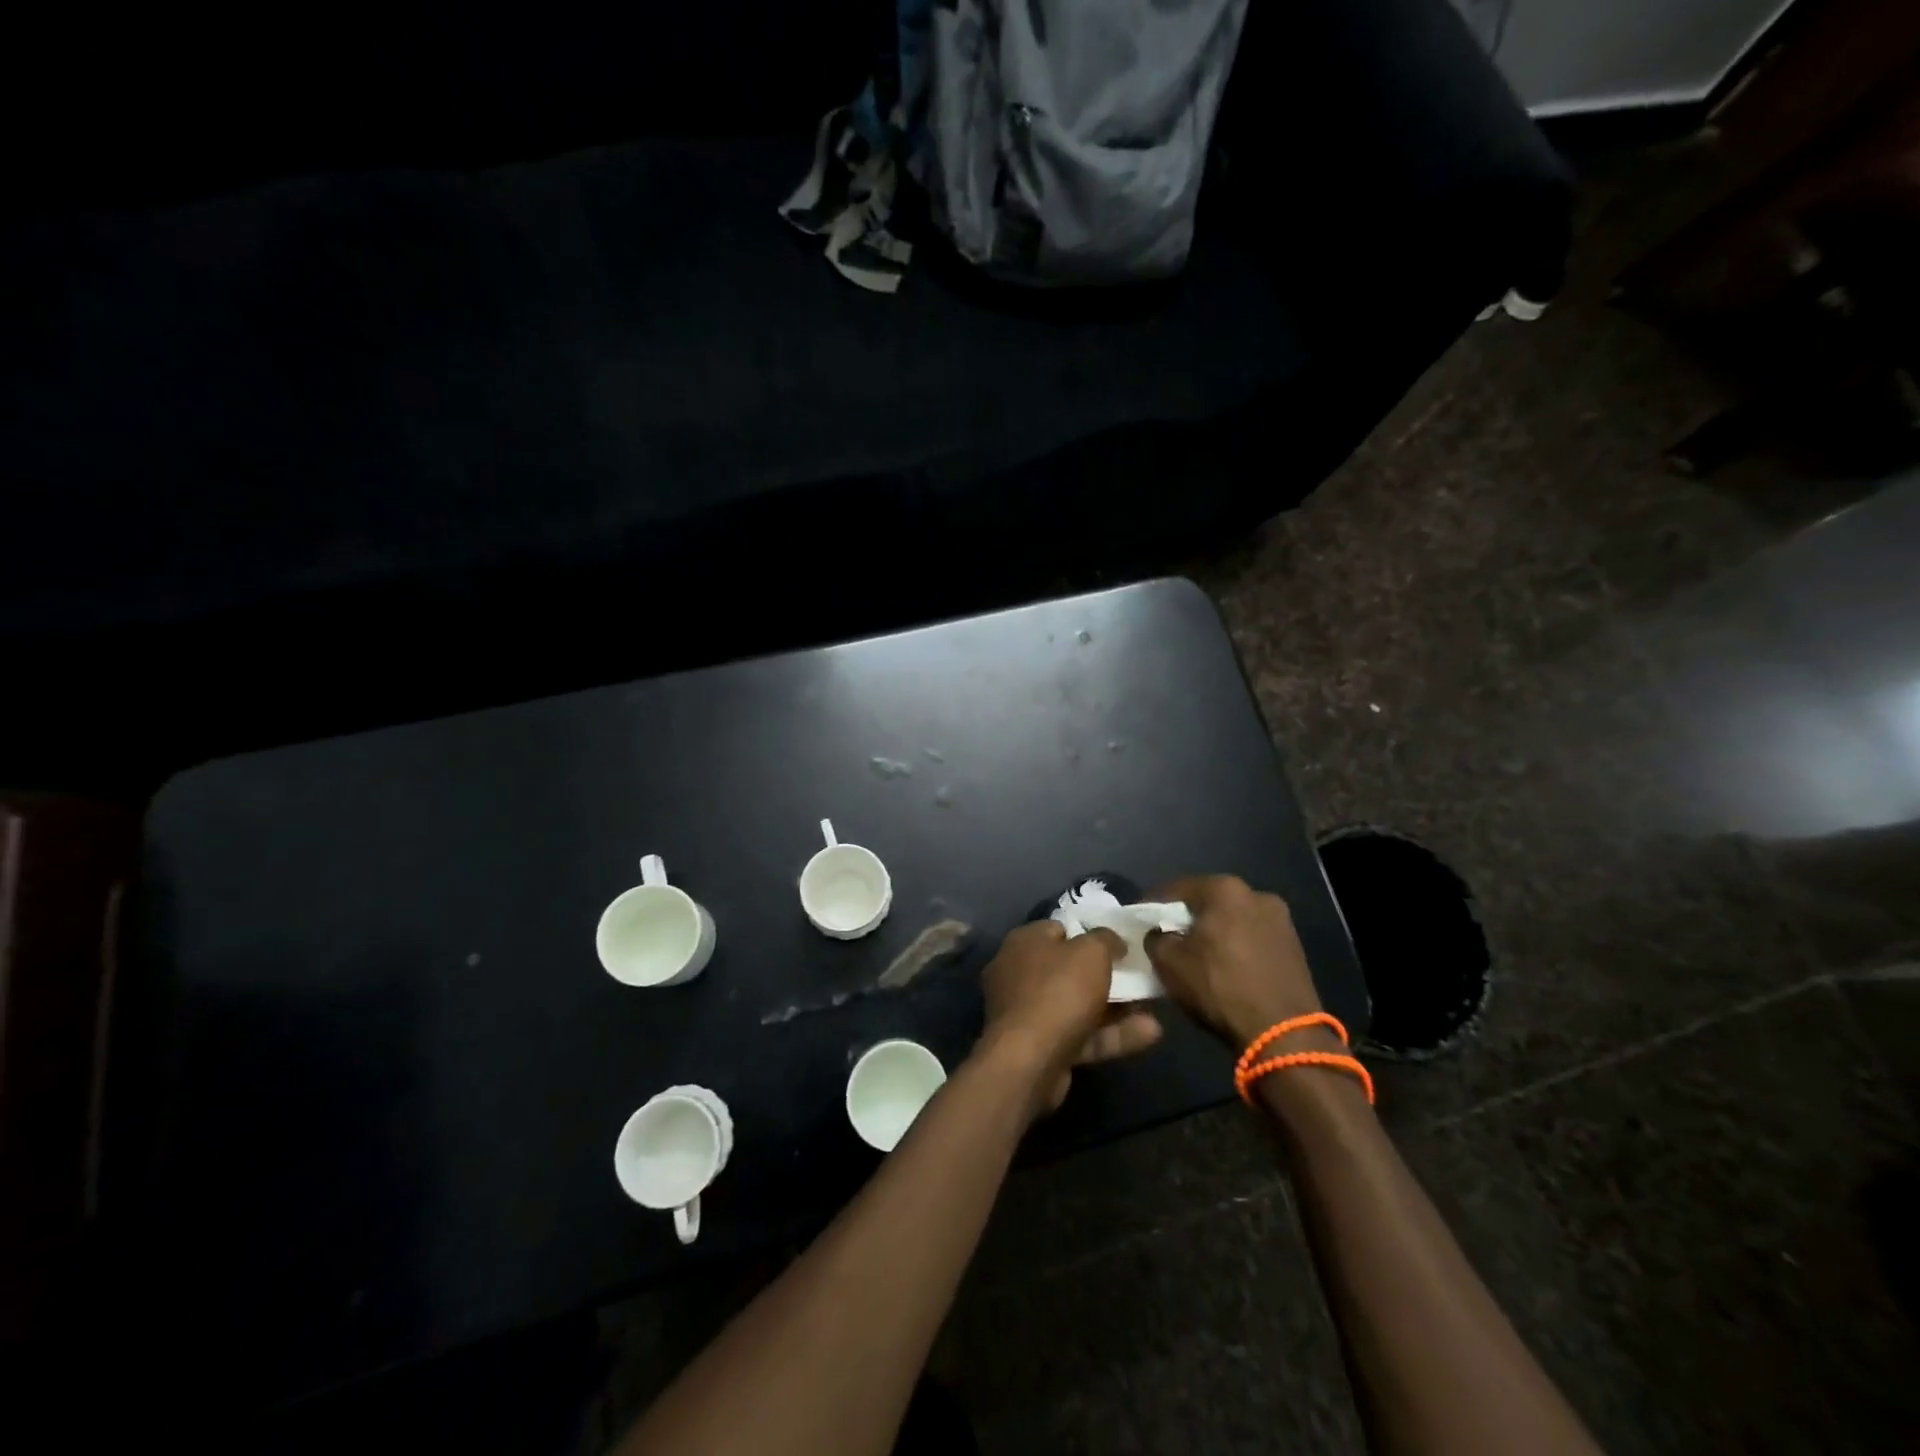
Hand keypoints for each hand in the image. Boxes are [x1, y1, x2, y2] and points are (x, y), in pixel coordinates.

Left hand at [978, 920, 1162, 1115]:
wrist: (1029, 1061)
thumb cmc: (1058, 991)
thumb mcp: (1091, 952)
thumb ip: (1105, 940)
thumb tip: (1113, 941)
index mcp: (1024, 942)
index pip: (1059, 930)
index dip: (1090, 935)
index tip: (1119, 945)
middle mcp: (1020, 973)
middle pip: (1069, 969)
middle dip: (1106, 975)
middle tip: (1139, 976)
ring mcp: (1028, 1014)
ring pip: (1078, 1005)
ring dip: (1117, 1008)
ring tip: (1154, 1006)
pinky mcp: (1040, 1048)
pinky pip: (1081, 1035)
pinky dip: (1111, 1035)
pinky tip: (1150, 1034)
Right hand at [1146, 875, 1321, 1052]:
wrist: (1284, 1034)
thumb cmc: (1220, 988)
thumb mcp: (1168, 963)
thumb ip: (1155, 938)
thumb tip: (1158, 934)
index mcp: (1225, 889)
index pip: (1175, 889)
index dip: (1151, 905)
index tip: (1138, 921)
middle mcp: (1257, 894)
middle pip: (1208, 902)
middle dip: (1186, 917)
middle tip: (1166, 937)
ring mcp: (1281, 920)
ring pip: (1232, 920)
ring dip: (1213, 932)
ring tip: (1196, 955)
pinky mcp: (1294, 946)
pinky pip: (1252, 937)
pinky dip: (1235, 946)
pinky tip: (1224, 967)